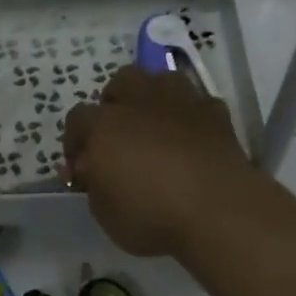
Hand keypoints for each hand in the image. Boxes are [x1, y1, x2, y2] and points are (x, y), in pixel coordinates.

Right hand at [62, 66, 264, 257]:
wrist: (219, 212)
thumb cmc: (151, 216)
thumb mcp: (103, 211)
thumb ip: (91, 182)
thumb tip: (88, 167)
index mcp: (104, 126)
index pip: (77, 118)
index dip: (76, 140)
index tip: (82, 164)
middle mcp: (140, 103)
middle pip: (121, 81)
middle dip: (116, 102)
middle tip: (120, 133)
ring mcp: (182, 103)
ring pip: (162, 79)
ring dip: (154, 96)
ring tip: (155, 124)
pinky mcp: (216, 114)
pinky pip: (197, 101)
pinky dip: (189, 114)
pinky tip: (191, 137)